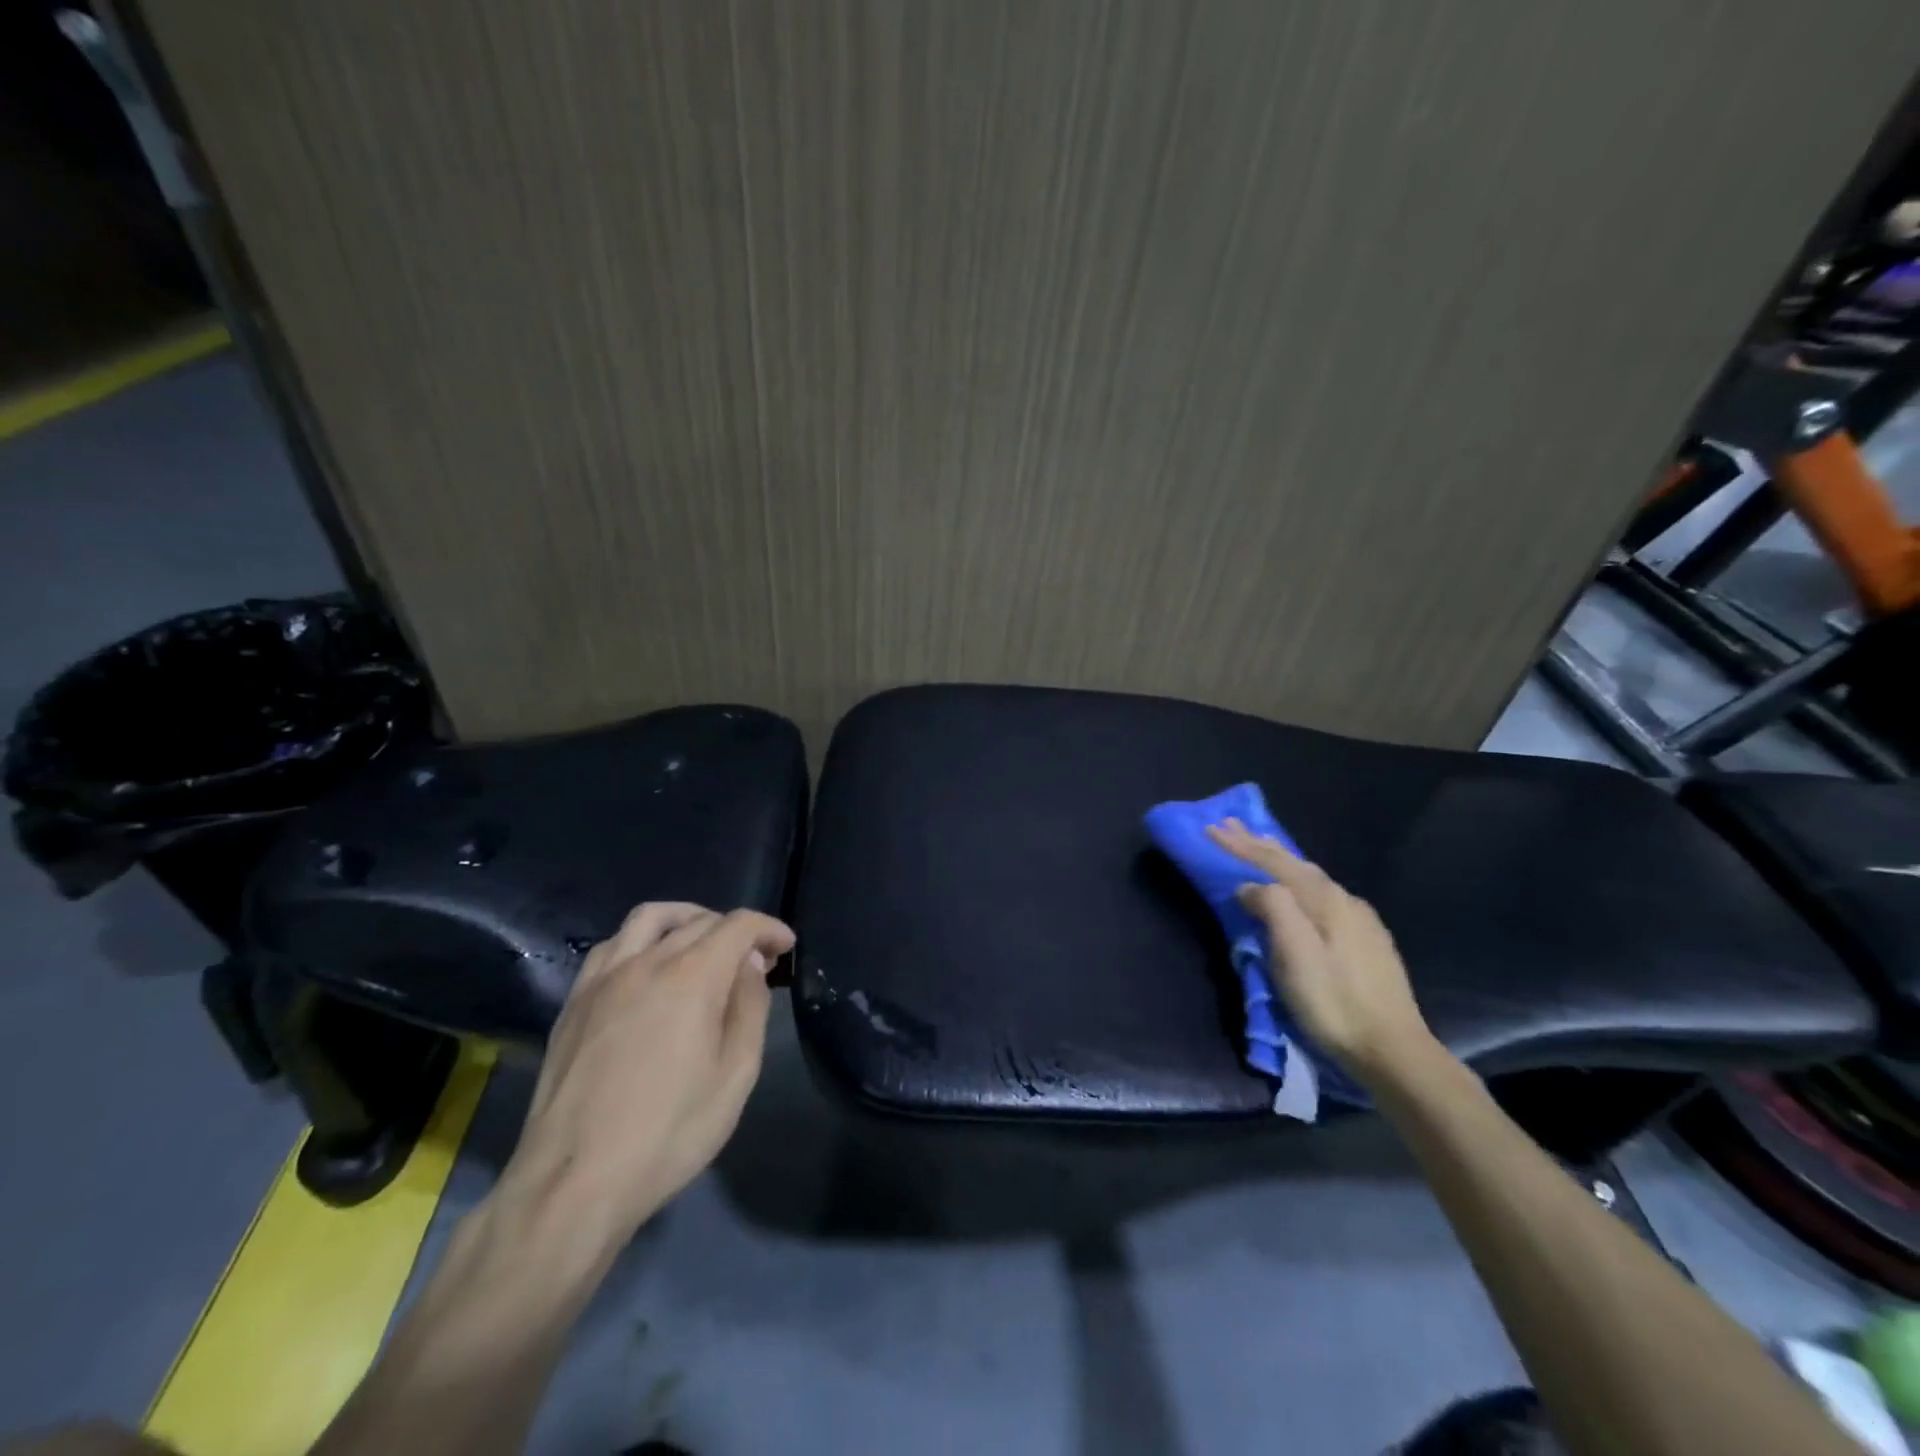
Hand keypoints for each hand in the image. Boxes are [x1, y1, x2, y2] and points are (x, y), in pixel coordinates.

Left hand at [492, 903, 794, 1248]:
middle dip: (735, 930)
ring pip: (649, 918)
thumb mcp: (735, 1074)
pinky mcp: (574, 1001)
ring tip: (702, 943)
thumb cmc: (669, 1131)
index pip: (738, 925)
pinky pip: (612, 945)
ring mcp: (603, 978)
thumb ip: (750, 1007)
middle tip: (753, 959)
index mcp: (692, 976)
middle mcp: (646, 961)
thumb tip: (749, 965)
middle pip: (699, 920)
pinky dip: (642, 940)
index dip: (768, 929)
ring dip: (686, 919)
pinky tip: (649, 969)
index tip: (786, 947)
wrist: (574, 1181)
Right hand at [1206, 820, 1433, 1084]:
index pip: (1274, 862)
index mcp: (1325, 900)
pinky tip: (1299, 891)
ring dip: (1279, 861)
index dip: (1240, 845)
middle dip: (1259, 844)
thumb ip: (1272, 909)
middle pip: (1295, 863)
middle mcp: (1345, 901)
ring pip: (1311, 879)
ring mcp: (1361, 921)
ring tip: (1259, 848)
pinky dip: (1298, 882)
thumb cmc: (1334, 1003)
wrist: (1393, 1052)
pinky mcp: (1368, 942)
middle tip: (1229, 826)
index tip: (1210, 828)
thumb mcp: (1294, 955)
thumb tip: (1250, 887)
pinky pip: (1323, 896)